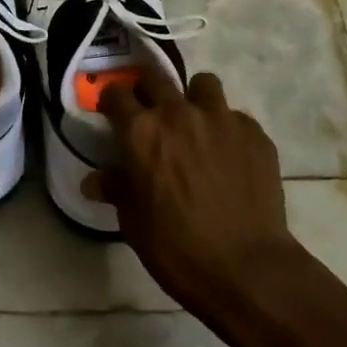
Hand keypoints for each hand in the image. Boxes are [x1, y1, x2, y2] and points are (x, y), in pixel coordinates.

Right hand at [89, 69, 336, 324]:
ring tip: (196, 124)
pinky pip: (236, 117)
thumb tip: (93, 182)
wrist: (247, 270)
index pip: (115, 93)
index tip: (112, 114)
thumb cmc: (177, 249)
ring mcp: (220, 119)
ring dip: (194, 99)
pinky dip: (228, 129)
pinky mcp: (254, 134)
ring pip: (203, 84)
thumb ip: (116, 190)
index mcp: (141, 131)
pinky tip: (230, 156)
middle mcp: (178, 113)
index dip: (111, 102)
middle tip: (150, 113)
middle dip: (147, 90)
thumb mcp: (133, 222)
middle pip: (155, 77)